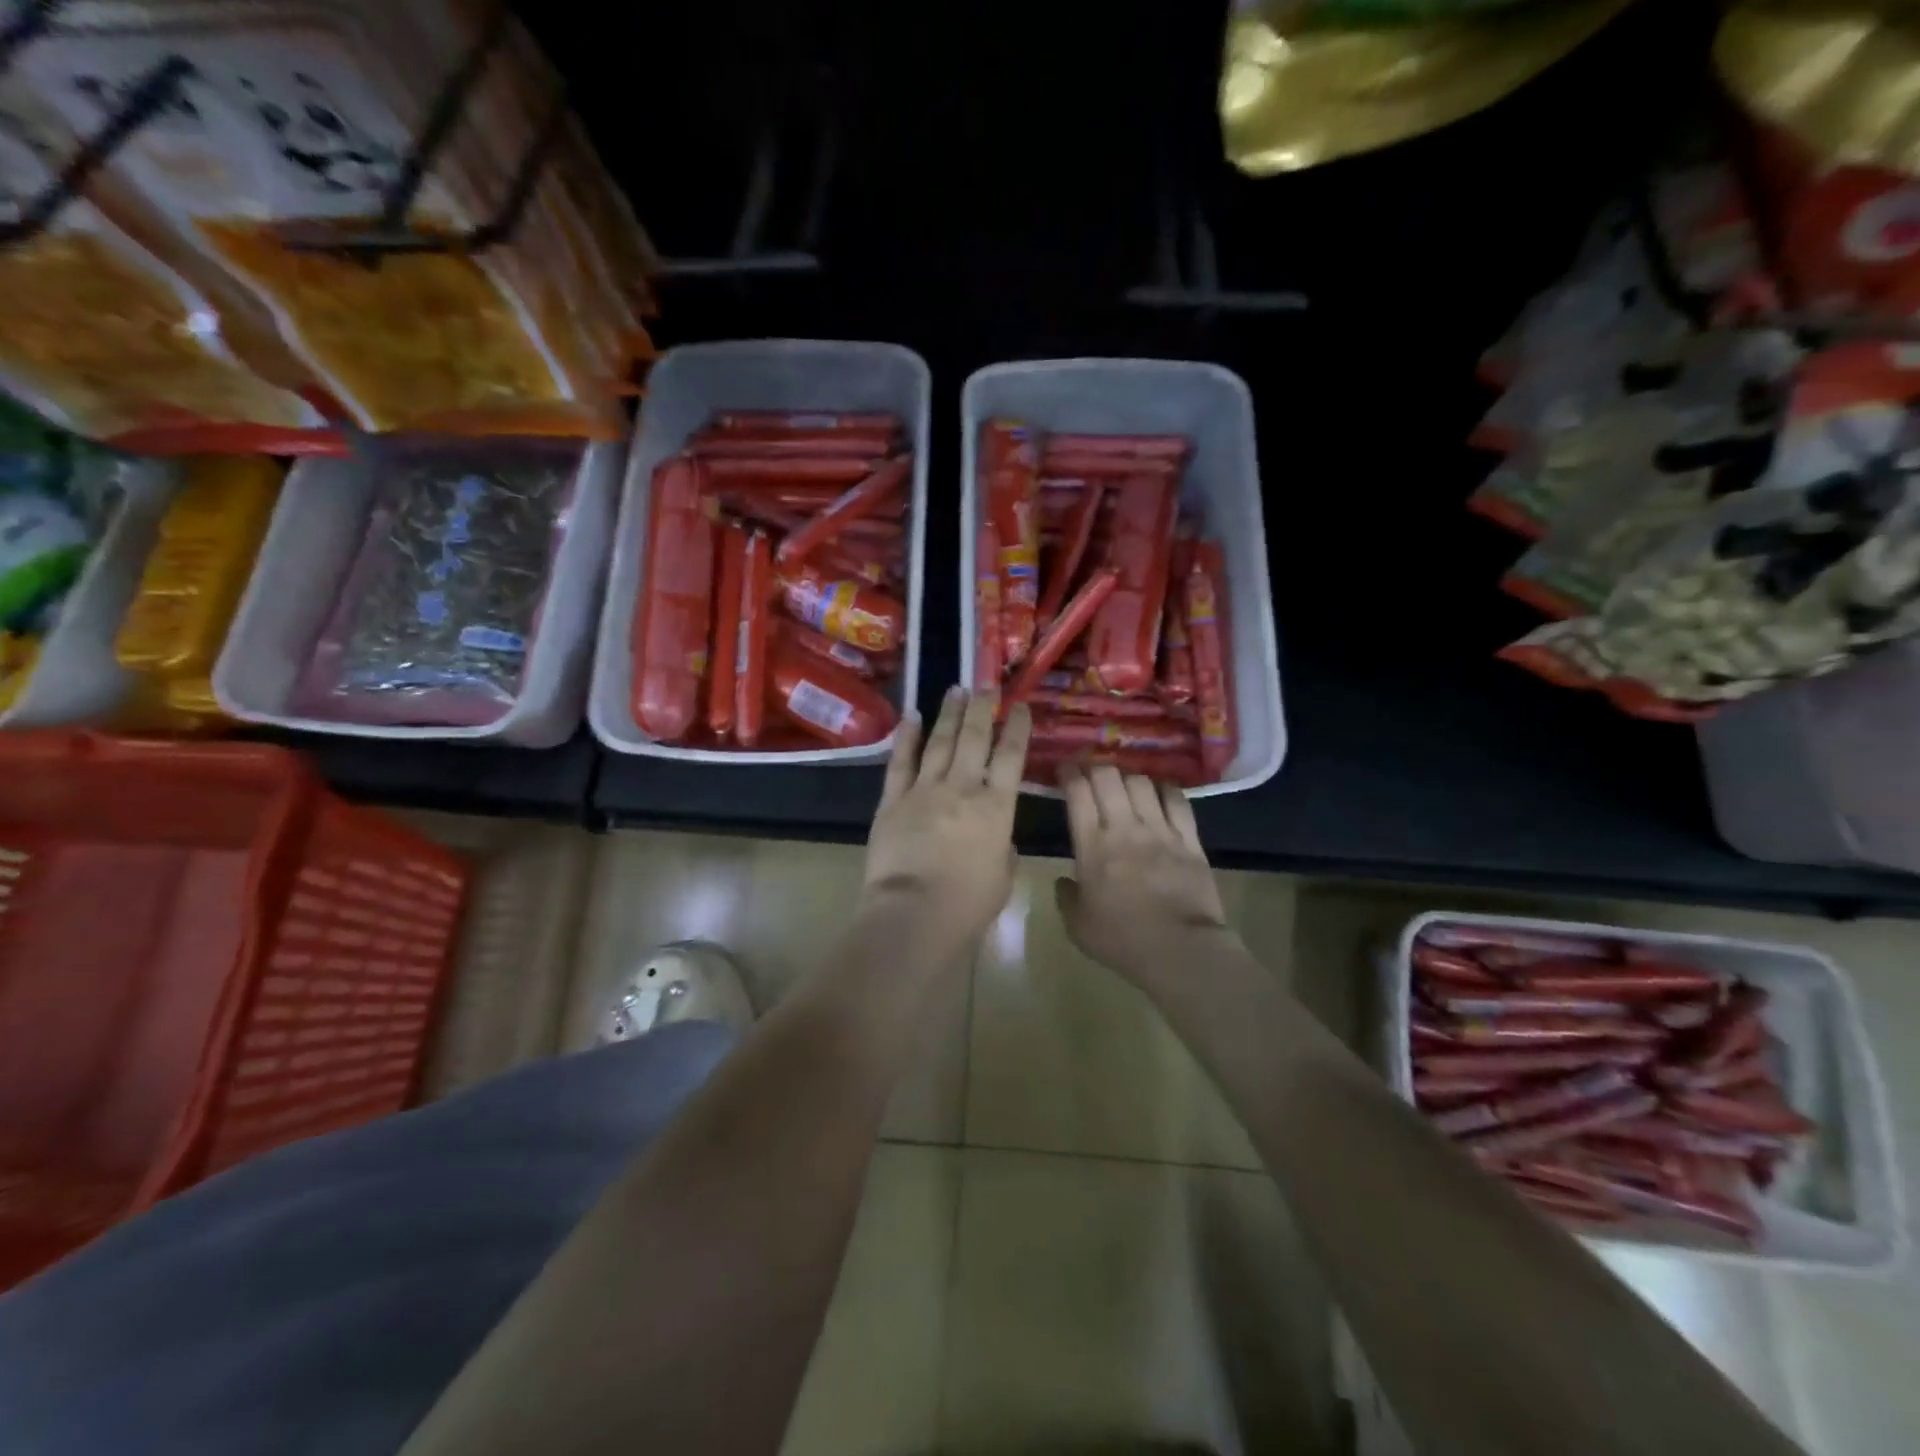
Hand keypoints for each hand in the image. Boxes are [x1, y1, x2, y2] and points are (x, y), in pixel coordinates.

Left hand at [862, 687, 1030, 955]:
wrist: (913, 914)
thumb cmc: (966, 904)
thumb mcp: (1002, 877)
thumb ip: (1003, 848)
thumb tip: (997, 837)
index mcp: (996, 808)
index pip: (1011, 757)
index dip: (1017, 728)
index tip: (1020, 706)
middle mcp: (962, 788)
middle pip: (975, 738)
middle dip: (983, 708)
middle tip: (987, 685)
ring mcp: (924, 790)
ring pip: (940, 742)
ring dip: (949, 713)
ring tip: (956, 689)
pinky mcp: (893, 800)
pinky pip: (901, 762)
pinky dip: (907, 737)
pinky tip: (912, 717)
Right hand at [1055, 762, 1232, 983]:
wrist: (1179, 949)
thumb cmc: (1121, 940)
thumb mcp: (1077, 926)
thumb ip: (1066, 898)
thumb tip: (1063, 882)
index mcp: (1092, 845)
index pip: (1078, 792)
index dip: (1069, 773)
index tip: (1064, 768)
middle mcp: (1124, 828)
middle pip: (1109, 777)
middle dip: (1096, 767)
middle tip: (1090, 771)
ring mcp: (1160, 830)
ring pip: (1142, 783)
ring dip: (1128, 777)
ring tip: (1124, 782)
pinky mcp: (1189, 840)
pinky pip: (1178, 801)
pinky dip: (1165, 789)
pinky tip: (1160, 790)